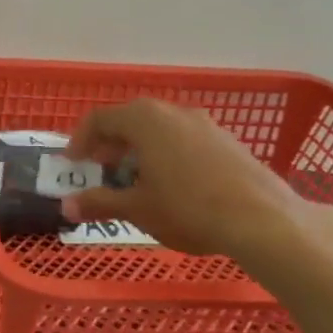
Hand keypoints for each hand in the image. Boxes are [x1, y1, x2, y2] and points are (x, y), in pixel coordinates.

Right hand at [60, 97, 320, 260]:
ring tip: (134, 180)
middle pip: (129, 120)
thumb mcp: (137, 209)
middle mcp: (173, 112)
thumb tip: (68, 206)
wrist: (264, 221)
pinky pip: (183, 139)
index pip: (99, 119)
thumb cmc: (188, 208)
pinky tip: (171, 185)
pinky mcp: (227, 141)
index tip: (73, 164)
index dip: (79, 141)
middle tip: (100, 170)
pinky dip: (165, 154)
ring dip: (138, 149)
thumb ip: (100, 202)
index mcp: (144, 120)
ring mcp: (205, 124)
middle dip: (109, 144)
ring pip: (158, 129)